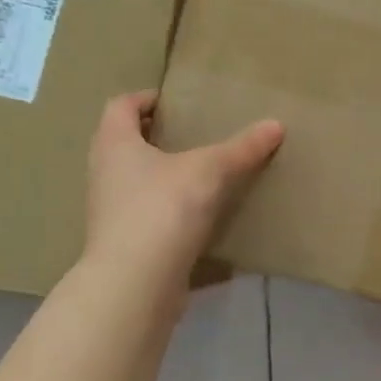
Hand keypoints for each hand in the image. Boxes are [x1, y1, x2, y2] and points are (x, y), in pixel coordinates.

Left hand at [83, 92, 283, 303]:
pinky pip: (147, 211)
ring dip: (161, 171)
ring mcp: (111, 210)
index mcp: (115, 144)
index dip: (144, 98)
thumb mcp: (210, 171)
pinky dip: (168, 205)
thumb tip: (276, 125)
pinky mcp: (126, 241)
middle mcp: (105, 172)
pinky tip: (199, 212)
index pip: (120, 106)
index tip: (174, 101)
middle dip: (154, 135)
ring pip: (135, 178)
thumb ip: (242, 149)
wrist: (136, 282)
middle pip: (124, 142)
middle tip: (191, 132)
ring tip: (200, 171)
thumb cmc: (162, 209)